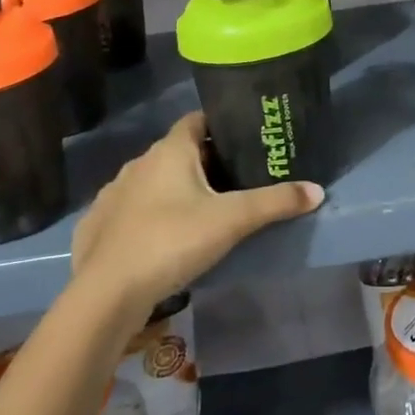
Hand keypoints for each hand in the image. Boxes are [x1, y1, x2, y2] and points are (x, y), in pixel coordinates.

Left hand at [70, 112, 322, 319]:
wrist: (106, 294)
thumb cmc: (172, 241)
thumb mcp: (232, 220)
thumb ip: (275, 202)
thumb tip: (317, 191)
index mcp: (170, 151)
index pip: (197, 120)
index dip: (220, 126)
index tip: (243, 140)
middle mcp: (138, 163)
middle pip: (177, 152)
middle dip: (201, 163)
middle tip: (232, 182)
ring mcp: (112, 194)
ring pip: (151, 182)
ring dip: (171, 190)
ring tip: (199, 214)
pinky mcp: (97, 226)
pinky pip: (128, 211)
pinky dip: (145, 217)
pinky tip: (160, 240)